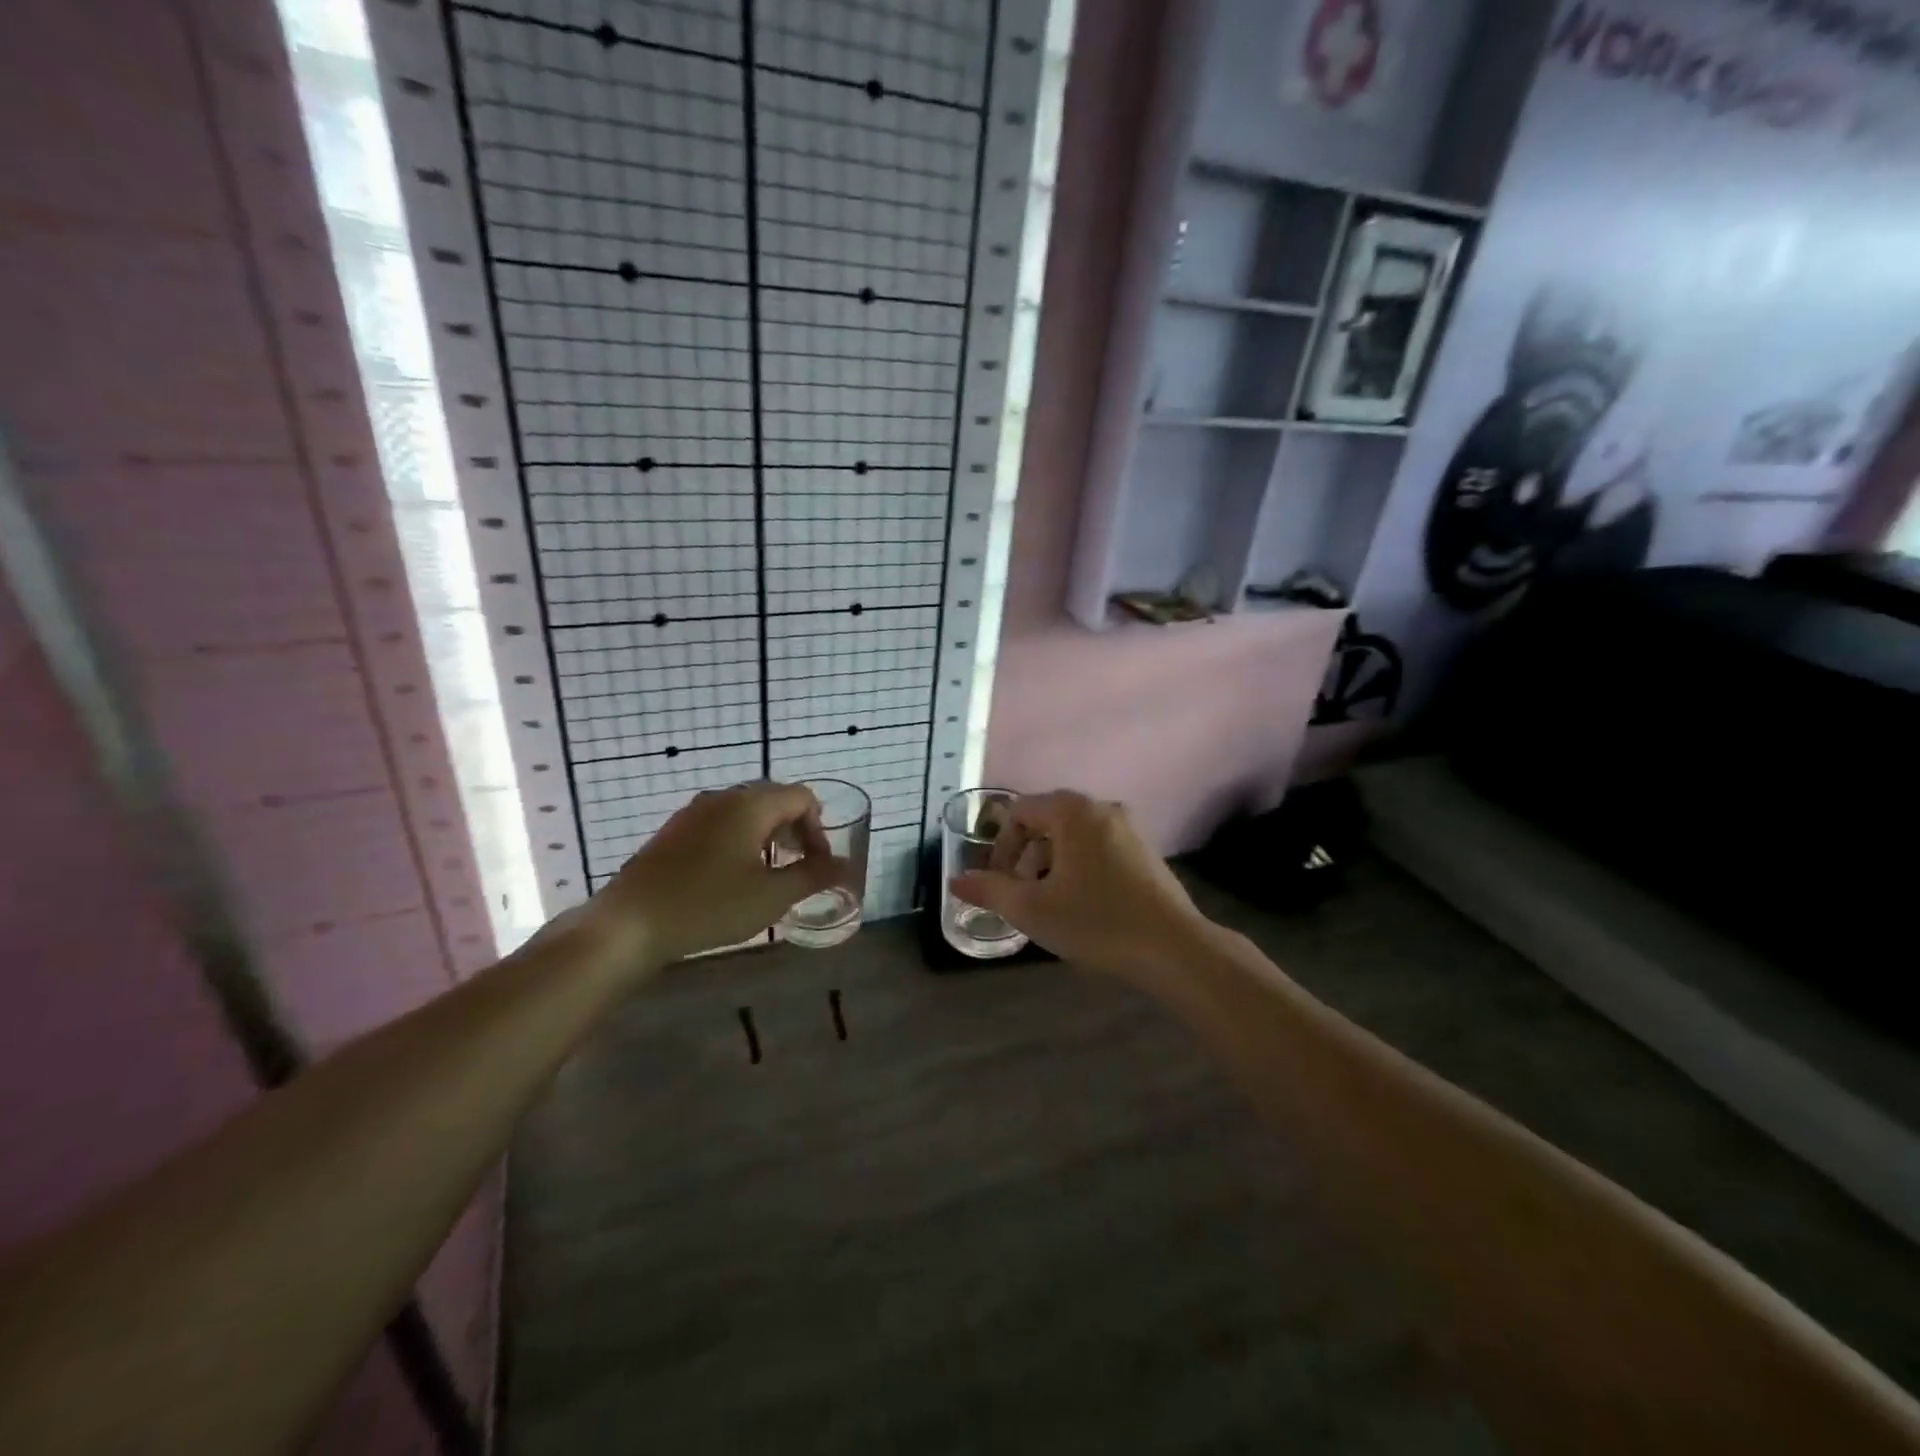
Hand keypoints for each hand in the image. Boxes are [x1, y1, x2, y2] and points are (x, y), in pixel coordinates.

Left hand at [577, 782, 837, 971]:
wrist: (629, 924)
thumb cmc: (709, 906)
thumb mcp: (771, 896)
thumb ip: (814, 876)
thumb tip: (846, 867)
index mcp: (750, 804)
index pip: (801, 797)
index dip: (819, 828)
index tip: (818, 864)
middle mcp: (722, 798)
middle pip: (774, 800)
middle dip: (794, 830)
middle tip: (799, 867)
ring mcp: (693, 813)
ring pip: (745, 812)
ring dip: (767, 836)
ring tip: (769, 873)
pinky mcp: (673, 832)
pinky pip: (720, 824)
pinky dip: (740, 841)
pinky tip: (732, 877)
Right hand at [949, 791, 1210, 983]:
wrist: (1173, 948)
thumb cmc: (1096, 921)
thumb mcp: (1032, 909)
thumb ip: (990, 890)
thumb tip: (956, 881)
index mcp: (1072, 811)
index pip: (1018, 811)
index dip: (999, 847)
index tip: (999, 884)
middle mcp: (1101, 807)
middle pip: (1045, 821)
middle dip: (1024, 856)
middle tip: (1020, 895)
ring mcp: (1128, 828)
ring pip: (1072, 836)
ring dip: (1050, 864)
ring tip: (1049, 903)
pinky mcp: (1144, 851)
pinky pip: (1097, 847)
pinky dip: (1078, 867)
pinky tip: (1082, 905)